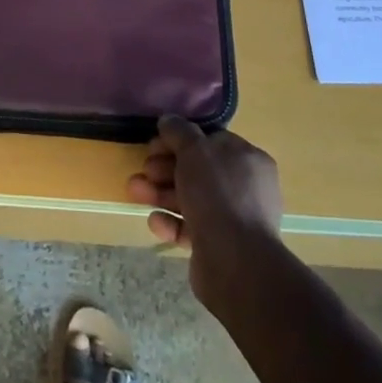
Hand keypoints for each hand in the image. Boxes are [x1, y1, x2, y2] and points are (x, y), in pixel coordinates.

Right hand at [128, 116, 283, 301]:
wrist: (235, 262)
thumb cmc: (217, 194)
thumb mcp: (194, 150)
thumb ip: (179, 131)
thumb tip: (169, 120)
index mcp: (248, 160)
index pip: (211, 142)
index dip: (180, 140)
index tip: (155, 144)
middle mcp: (245, 188)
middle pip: (197, 171)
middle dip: (165, 168)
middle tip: (144, 169)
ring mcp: (233, 219)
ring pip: (190, 199)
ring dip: (160, 193)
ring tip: (134, 191)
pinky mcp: (219, 246)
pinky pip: (190, 228)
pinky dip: (170, 222)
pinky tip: (155, 221)